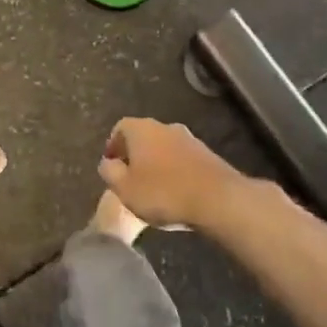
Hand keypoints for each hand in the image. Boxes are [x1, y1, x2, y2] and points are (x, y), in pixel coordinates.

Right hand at [97, 118, 243, 230]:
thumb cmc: (163, 193)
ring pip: (164, 147)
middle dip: (135, 155)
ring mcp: (189, 139)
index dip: (113, 146)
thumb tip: (107, 163)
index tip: (111, 165)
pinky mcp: (207, 155)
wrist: (218, 199)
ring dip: (156, 163)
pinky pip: (182, 160)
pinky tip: (175, 192)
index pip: (120, 128)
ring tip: (153, 188)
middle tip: (129, 178)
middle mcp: (165, 127)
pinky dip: (175, 171)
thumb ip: (109, 172)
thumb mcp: (124, 188)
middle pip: (143, 136)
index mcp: (141, 129)